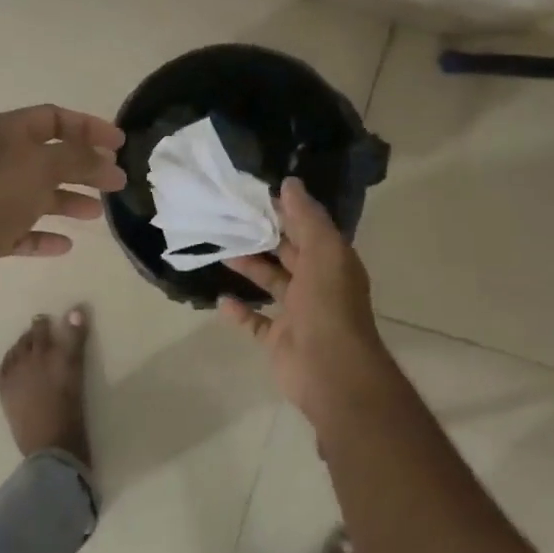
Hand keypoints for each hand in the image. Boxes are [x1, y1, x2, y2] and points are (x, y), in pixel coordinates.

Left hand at [0, 105, 126, 316]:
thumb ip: (79, 159)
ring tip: (97, 213)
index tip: (119, 144)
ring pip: (36, 194)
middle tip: (117, 182)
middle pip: (48, 157)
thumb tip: (107, 161)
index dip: (88, 127)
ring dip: (68, 200)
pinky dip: (44, 234)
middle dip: (84, 167)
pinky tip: (66, 244)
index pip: (53, 117)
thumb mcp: (41, 167)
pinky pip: (21, 229)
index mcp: (3, 132)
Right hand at [217, 178, 395, 429]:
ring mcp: (297, 314)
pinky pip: (256, 322)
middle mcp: (316, 285)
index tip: (255, 195)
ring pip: (271, 283)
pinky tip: (222, 299)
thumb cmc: (328, 305)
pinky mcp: (278, 339)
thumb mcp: (323, 251)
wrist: (330, 369)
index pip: (307, 229)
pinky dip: (240, 311)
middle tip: (230, 218)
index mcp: (331, 262)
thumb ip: (307, 218)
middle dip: (263, 236)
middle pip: (287, 254)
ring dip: (250, 268)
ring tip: (222, 251)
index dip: (285, 211)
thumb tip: (290, 183)